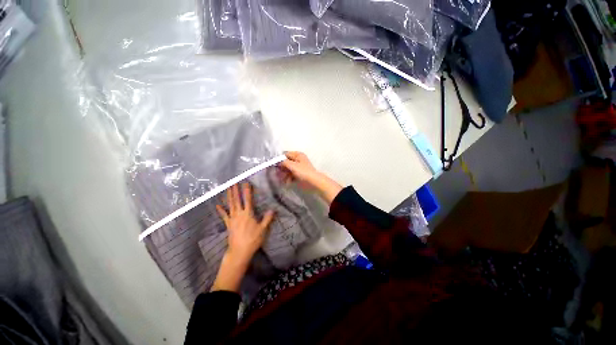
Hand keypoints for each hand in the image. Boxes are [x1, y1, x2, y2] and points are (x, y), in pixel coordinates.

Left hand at [211, 183, 273, 291]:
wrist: (239, 251)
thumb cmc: (252, 239)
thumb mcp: (263, 229)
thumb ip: (267, 218)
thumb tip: (273, 209)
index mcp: (248, 214)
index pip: (248, 200)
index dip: (247, 191)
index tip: (246, 183)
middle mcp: (239, 214)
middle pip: (237, 200)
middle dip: (235, 190)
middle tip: (233, 182)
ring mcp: (232, 219)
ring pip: (230, 205)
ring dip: (229, 196)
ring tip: (227, 188)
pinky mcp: (228, 224)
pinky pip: (224, 216)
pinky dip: (221, 210)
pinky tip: (217, 205)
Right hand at [279, 151, 342, 204]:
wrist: (314, 182)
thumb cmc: (303, 172)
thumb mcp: (292, 165)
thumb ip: (283, 162)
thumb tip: (276, 161)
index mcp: (297, 155)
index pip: (285, 154)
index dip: (279, 159)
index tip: (273, 165)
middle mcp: (298, 159)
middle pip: (286, 162)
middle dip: (281, 168)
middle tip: (276, 174)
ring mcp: (298, 167)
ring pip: (287, 169)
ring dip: (283, 174)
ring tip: (281, 179)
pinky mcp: (299, 175)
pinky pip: (290, 175)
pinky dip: (288, 178)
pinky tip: (286, 182)